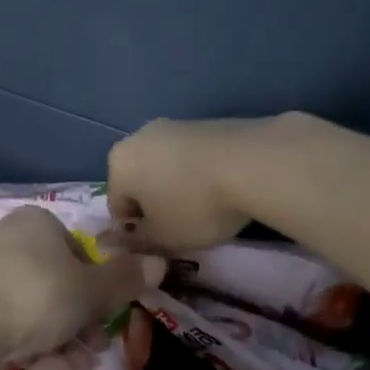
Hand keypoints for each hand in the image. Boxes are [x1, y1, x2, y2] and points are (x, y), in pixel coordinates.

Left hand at [0, 207, 159, 361]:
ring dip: (67, 337)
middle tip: (100, 345)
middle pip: (59, 281)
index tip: (112, 312)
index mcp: (36, 223)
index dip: (100, 283)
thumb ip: (125, 279)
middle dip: (85, 318)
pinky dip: (39, 345)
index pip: (79, 249)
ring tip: (87, 364)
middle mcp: (8, 242)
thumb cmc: (38, 296)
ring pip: (38, 308)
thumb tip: (159, 263)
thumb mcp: (92, 290)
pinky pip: (14, 325)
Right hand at [106, 117, 268, 251]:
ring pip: (166, 167)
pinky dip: (199, 174)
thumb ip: (140, 241)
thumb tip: (130, 239)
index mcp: (118, 164)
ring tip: (204, 210)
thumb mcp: (163, 238)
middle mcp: (138, 137)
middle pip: (139, 181)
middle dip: (154, 205)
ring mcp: (174, 125)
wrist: (252, 163)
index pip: (117, 207)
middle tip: (179, 229)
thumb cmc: (195, 205)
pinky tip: (221, 190)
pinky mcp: (206, 123)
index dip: (135, 233)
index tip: (157, 246)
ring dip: (177, 188)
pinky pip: (192, 158)